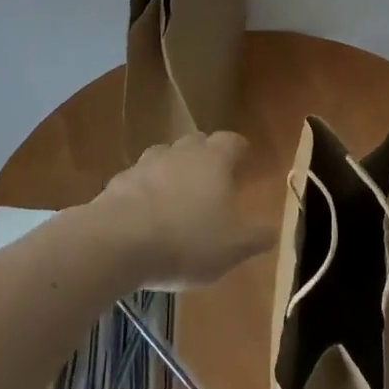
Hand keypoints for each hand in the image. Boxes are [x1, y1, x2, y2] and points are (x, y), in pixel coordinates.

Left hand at [92, 131, 274, 288]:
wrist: (117, 242)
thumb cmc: (186, 240)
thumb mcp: (234, 247)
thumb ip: (256, 236)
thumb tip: (272, 230)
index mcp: (213, 160)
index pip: (231, 141)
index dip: (239, 149)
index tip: (244, 157)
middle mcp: (180, 153)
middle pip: (196, 142)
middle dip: (205, 155)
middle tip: (212, 178)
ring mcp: (145, 165)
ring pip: (164, 158)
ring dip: (172, 171)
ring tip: (177, 196)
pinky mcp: (117, 183)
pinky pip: (137, 182)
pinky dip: (144, 192)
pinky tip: (145, 215)